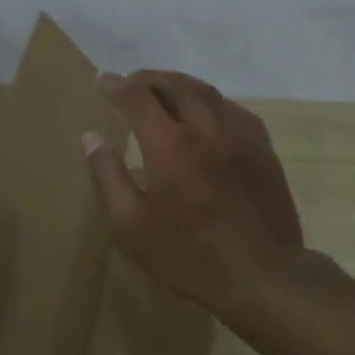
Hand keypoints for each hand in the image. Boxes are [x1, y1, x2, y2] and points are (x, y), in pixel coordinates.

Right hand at [82, 69, 308, 323]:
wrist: (262, 276)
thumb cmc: (187, 256)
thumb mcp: (132, 226)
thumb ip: (109, 176)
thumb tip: (91, 137)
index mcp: (170, 145)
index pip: (138, 97)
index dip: (117, 86)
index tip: (102, 82)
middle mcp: (207, 129)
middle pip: (175, 85)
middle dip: (148, 79)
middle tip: (130, 83)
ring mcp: (240, 136)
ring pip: (208, 92)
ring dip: (180, 85)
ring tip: (163, 91)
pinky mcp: (263, 148)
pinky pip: (234, 109)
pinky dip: (211, 102)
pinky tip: (206, 114)